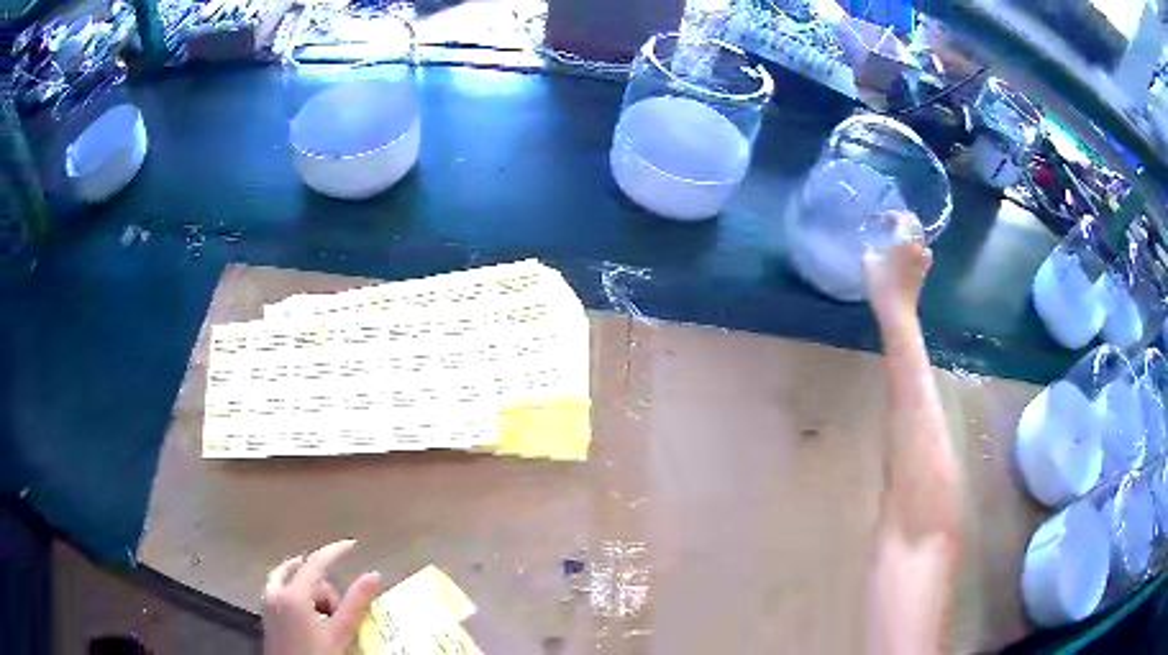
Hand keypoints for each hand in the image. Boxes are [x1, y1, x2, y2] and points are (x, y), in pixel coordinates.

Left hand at [263, 540, 381, 654]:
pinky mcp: (266, 612)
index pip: (316, 562)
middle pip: (305, 574)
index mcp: (294, 594)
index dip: (335, 551)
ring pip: (291, 580)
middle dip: (325, 589)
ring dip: (311, 593)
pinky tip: (311, 618)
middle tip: (338, 615)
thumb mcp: (341, 633)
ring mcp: (267, 601)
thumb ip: (356, 603)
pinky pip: (281, 589)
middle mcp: (275, 591)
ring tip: (325, 621)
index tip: (353, 545)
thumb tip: (374, 575)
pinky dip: (297, 596)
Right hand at [863, 217, 931, 320]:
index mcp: (904, 240)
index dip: (892, 215)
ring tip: (901, 238)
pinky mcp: (924, 272)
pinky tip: (909, 255)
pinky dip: (917, 249)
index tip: (881, 219)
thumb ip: (869, 249)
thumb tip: (870, 245)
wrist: (897, 311)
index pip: (903, 217)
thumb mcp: (867, 263)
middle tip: (892, 224)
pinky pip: (924, 253)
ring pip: (921, 239)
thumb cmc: (881, 285)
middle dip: (904, 221)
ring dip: (912, 235)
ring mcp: (922, 260)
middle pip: (915, 225)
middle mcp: (917, 246)